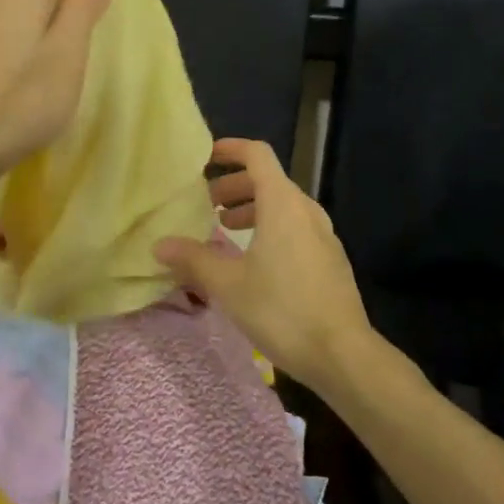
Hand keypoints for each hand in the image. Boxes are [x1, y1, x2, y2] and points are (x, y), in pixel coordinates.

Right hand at [152, 138, 375, 389]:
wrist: (343, 354)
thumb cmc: (282, 310)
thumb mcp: (228, 285)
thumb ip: (193, 259)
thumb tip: (160, 245)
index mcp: (283, 204)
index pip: (257, 155)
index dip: (231, 149)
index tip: (205, 158)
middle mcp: (306, 210)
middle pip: (269, 180)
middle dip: (236, 185)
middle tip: (208, 204)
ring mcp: (324, 235)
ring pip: (284, 206)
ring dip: (253, 209)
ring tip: (226, 231)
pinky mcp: (331, 259)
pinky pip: (296, 228)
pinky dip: (271, 228)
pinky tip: (255, 261)